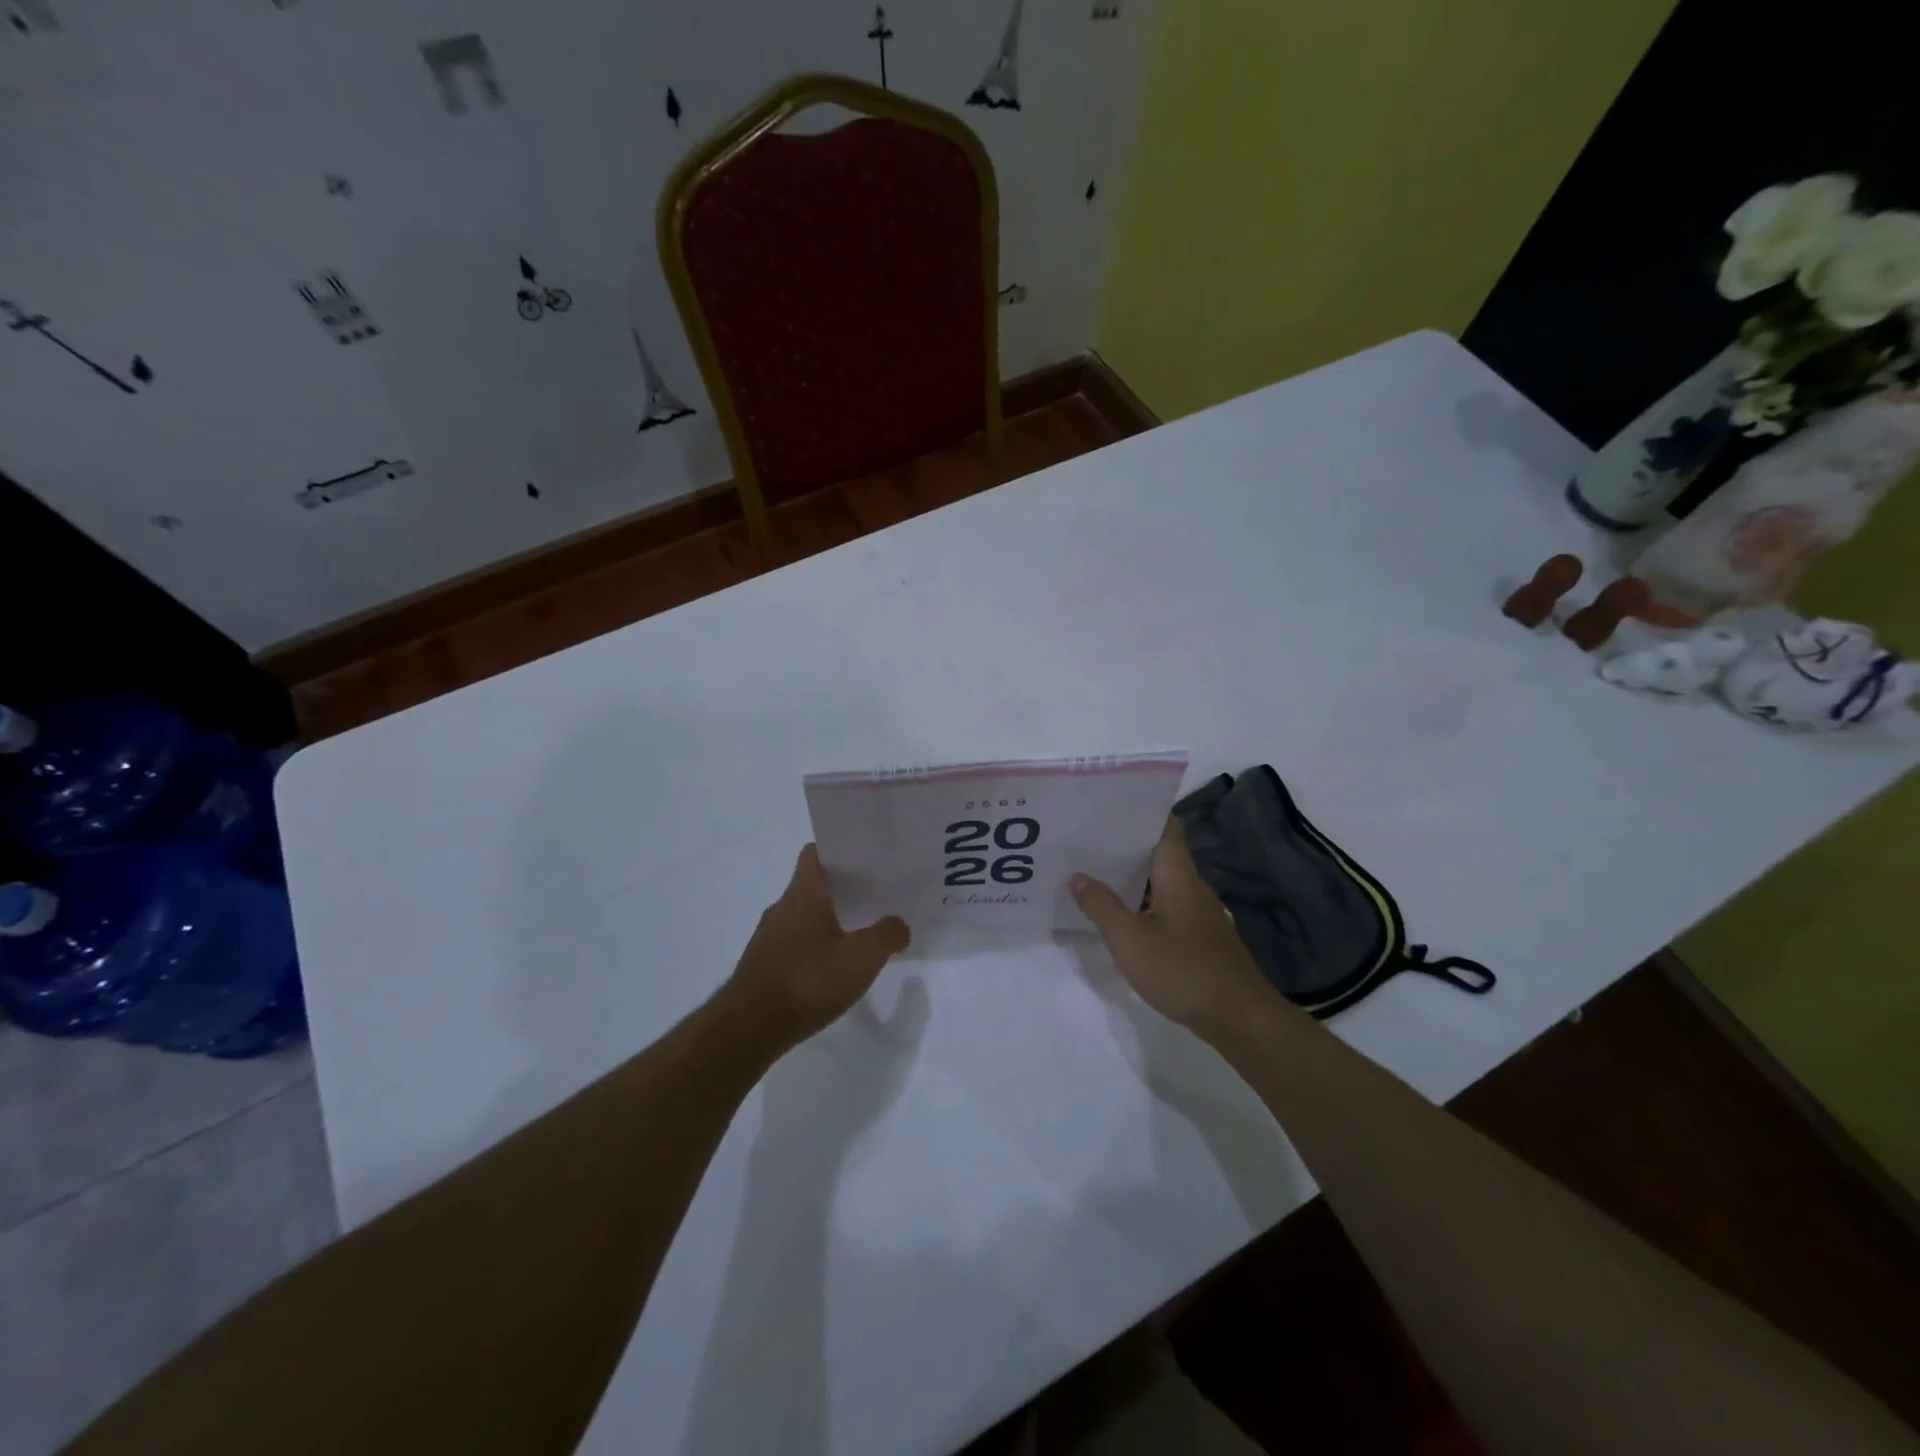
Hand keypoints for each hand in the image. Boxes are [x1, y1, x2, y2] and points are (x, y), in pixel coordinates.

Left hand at [721, 844, 910, 1051]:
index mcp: (804, 893)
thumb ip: (886, 936)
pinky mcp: (762, 966)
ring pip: (802, 916)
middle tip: (874, 898)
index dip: (839, 851)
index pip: (816, 853)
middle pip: (812, 885)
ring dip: (827, 921)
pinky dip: (813, 949)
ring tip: (858, 935)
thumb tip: (899, 925)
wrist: (749, 1028)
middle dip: (841, 890)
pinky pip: (793, 944)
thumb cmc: (807, 980)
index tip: (865, 859)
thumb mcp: (861, 958)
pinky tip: (831, 970)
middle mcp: (782, 908)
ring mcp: (768, 938)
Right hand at [1070, 818, 1274, 1039]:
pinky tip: (1121, 915)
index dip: (1139, 811)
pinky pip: (1167, 906)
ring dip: (1131, 876)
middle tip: (1085, 839)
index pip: (1164, 825)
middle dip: (1124, 845)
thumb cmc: (1182, 969)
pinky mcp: (1200, 937)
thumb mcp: (1129, 938)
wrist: (1238, 1017)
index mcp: (1178, 874)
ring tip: (1093, 873)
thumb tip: (1077, 876)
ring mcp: (1199, 912)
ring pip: (1161, 881)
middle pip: (1159, 852)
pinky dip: (1143, 903)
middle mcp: (1192, 885)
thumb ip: (1100, 905)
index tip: (1106, 805)